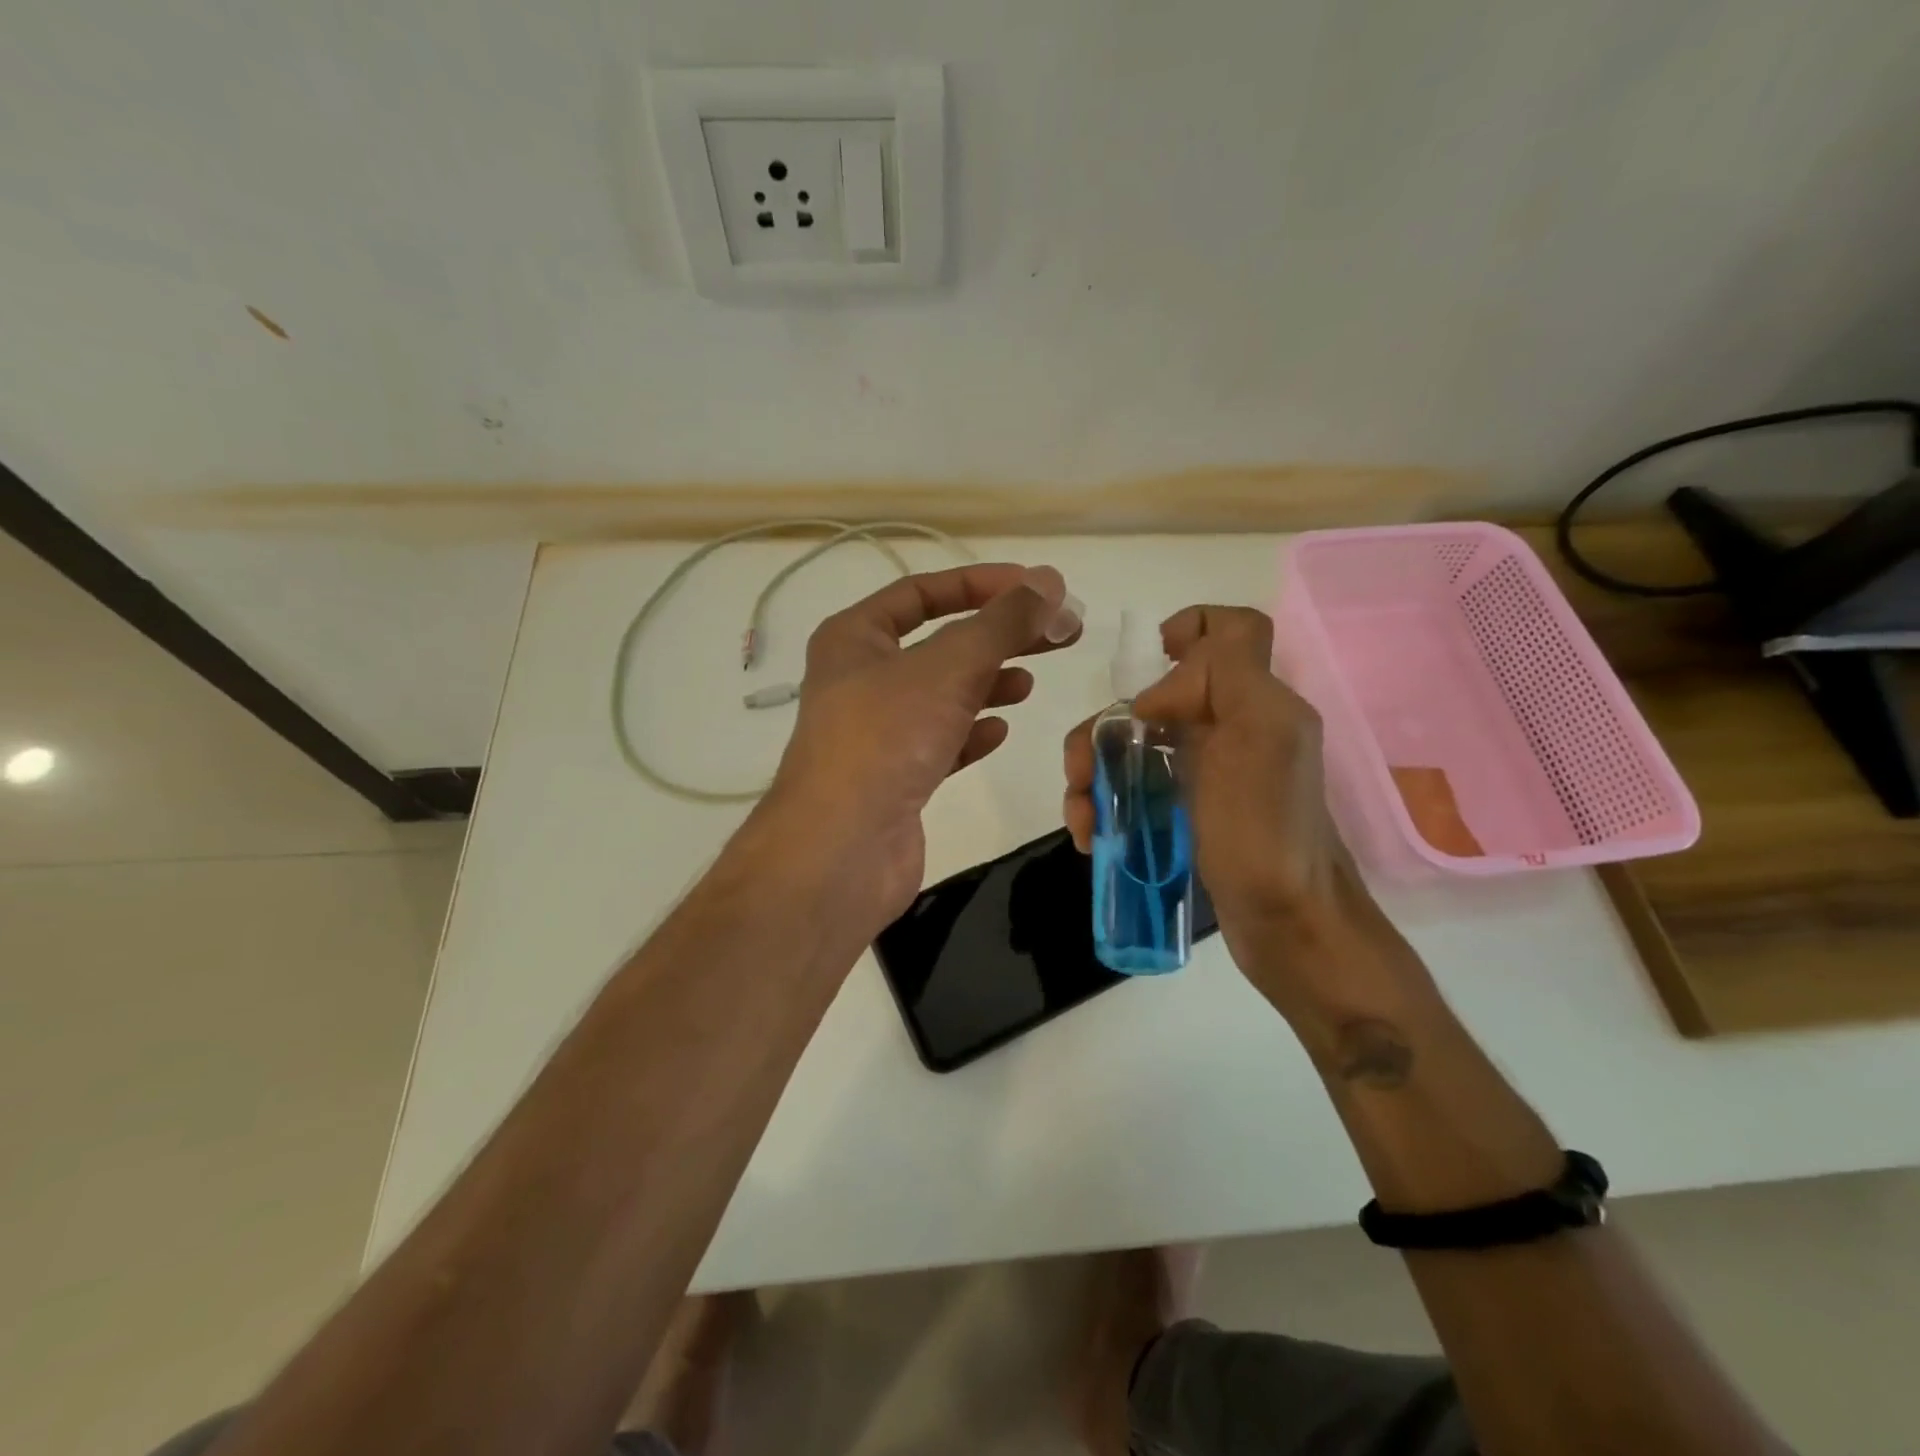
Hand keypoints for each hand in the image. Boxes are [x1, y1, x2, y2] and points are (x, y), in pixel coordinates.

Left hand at [765, 562, 1078, 925]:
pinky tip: (999, 733)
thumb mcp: (949, 666)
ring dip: (986, 684)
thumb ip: (1002, 622)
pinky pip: (939, 743)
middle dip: (999, 636)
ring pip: (941, 696)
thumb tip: (1050, 580)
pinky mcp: (894, 779)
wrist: (843, 849)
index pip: (921, 593)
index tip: (1036, 588)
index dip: (980, 584)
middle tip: (1059, 634)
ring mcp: (876, 733)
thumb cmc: (887, 738)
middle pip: (940, 644)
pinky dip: (970, 733)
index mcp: (854, 638)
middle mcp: (860, 680)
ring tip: (1028, 684)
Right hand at [1062, 606, 1367, 987]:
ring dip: (1093, 769)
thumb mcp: (1261, 735)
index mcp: (1256, 701)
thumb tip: (1154, 696)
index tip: (1148, 662)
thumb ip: (1223, 676)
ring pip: (1135, 742)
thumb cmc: (1267, 832)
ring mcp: (1209, 772)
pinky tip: (1092, 834)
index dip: (1190, 627)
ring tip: (1082, 816)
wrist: (1287, 927)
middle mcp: (1233, 727)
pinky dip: (1106, 802)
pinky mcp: (1188, 811)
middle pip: (1157, 694)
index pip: (1231, 631)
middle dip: (1107, 725)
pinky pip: (1135, 786)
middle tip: (1081, 769)